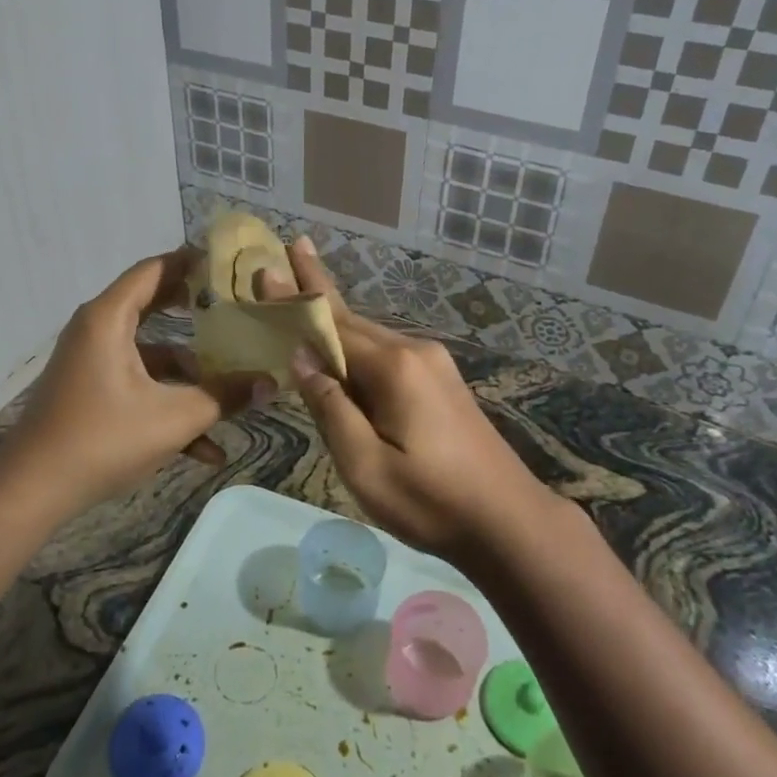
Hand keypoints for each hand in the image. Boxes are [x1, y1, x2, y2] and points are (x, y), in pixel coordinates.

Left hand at [0, 249, 273, 513]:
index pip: (154, 270)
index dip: (191, 262)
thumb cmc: (104, 439)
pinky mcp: (92, 391)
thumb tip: (271, 382)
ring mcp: (93, 362)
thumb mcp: (174, 418)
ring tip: (233, 391)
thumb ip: (224, 396)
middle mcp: (98, 330)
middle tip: (237, 306)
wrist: (34, 489)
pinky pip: (137, 385)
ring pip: (151, 355)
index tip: (229, 263)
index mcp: (109, 318)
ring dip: (189, 375)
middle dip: (197, 310)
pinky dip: (166, 404)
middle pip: (154, 305)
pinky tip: (204, 449)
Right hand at [261, 238, 557, 561]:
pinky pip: (387, 354)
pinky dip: (356, 345)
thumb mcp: (365, 464)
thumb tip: (302, 358)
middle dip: (315, 291)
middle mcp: (414, 351)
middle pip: (352, 320)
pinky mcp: (441, 382)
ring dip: (335, 319)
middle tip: (289, 254)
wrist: (509, 522)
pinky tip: (341, 348)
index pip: (331, 325)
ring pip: (370, 337)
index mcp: (394, 367)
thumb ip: (331, 407)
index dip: (295, 300)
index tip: (267, 266)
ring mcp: (433, 364)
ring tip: (304, 291)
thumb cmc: (430, 501)